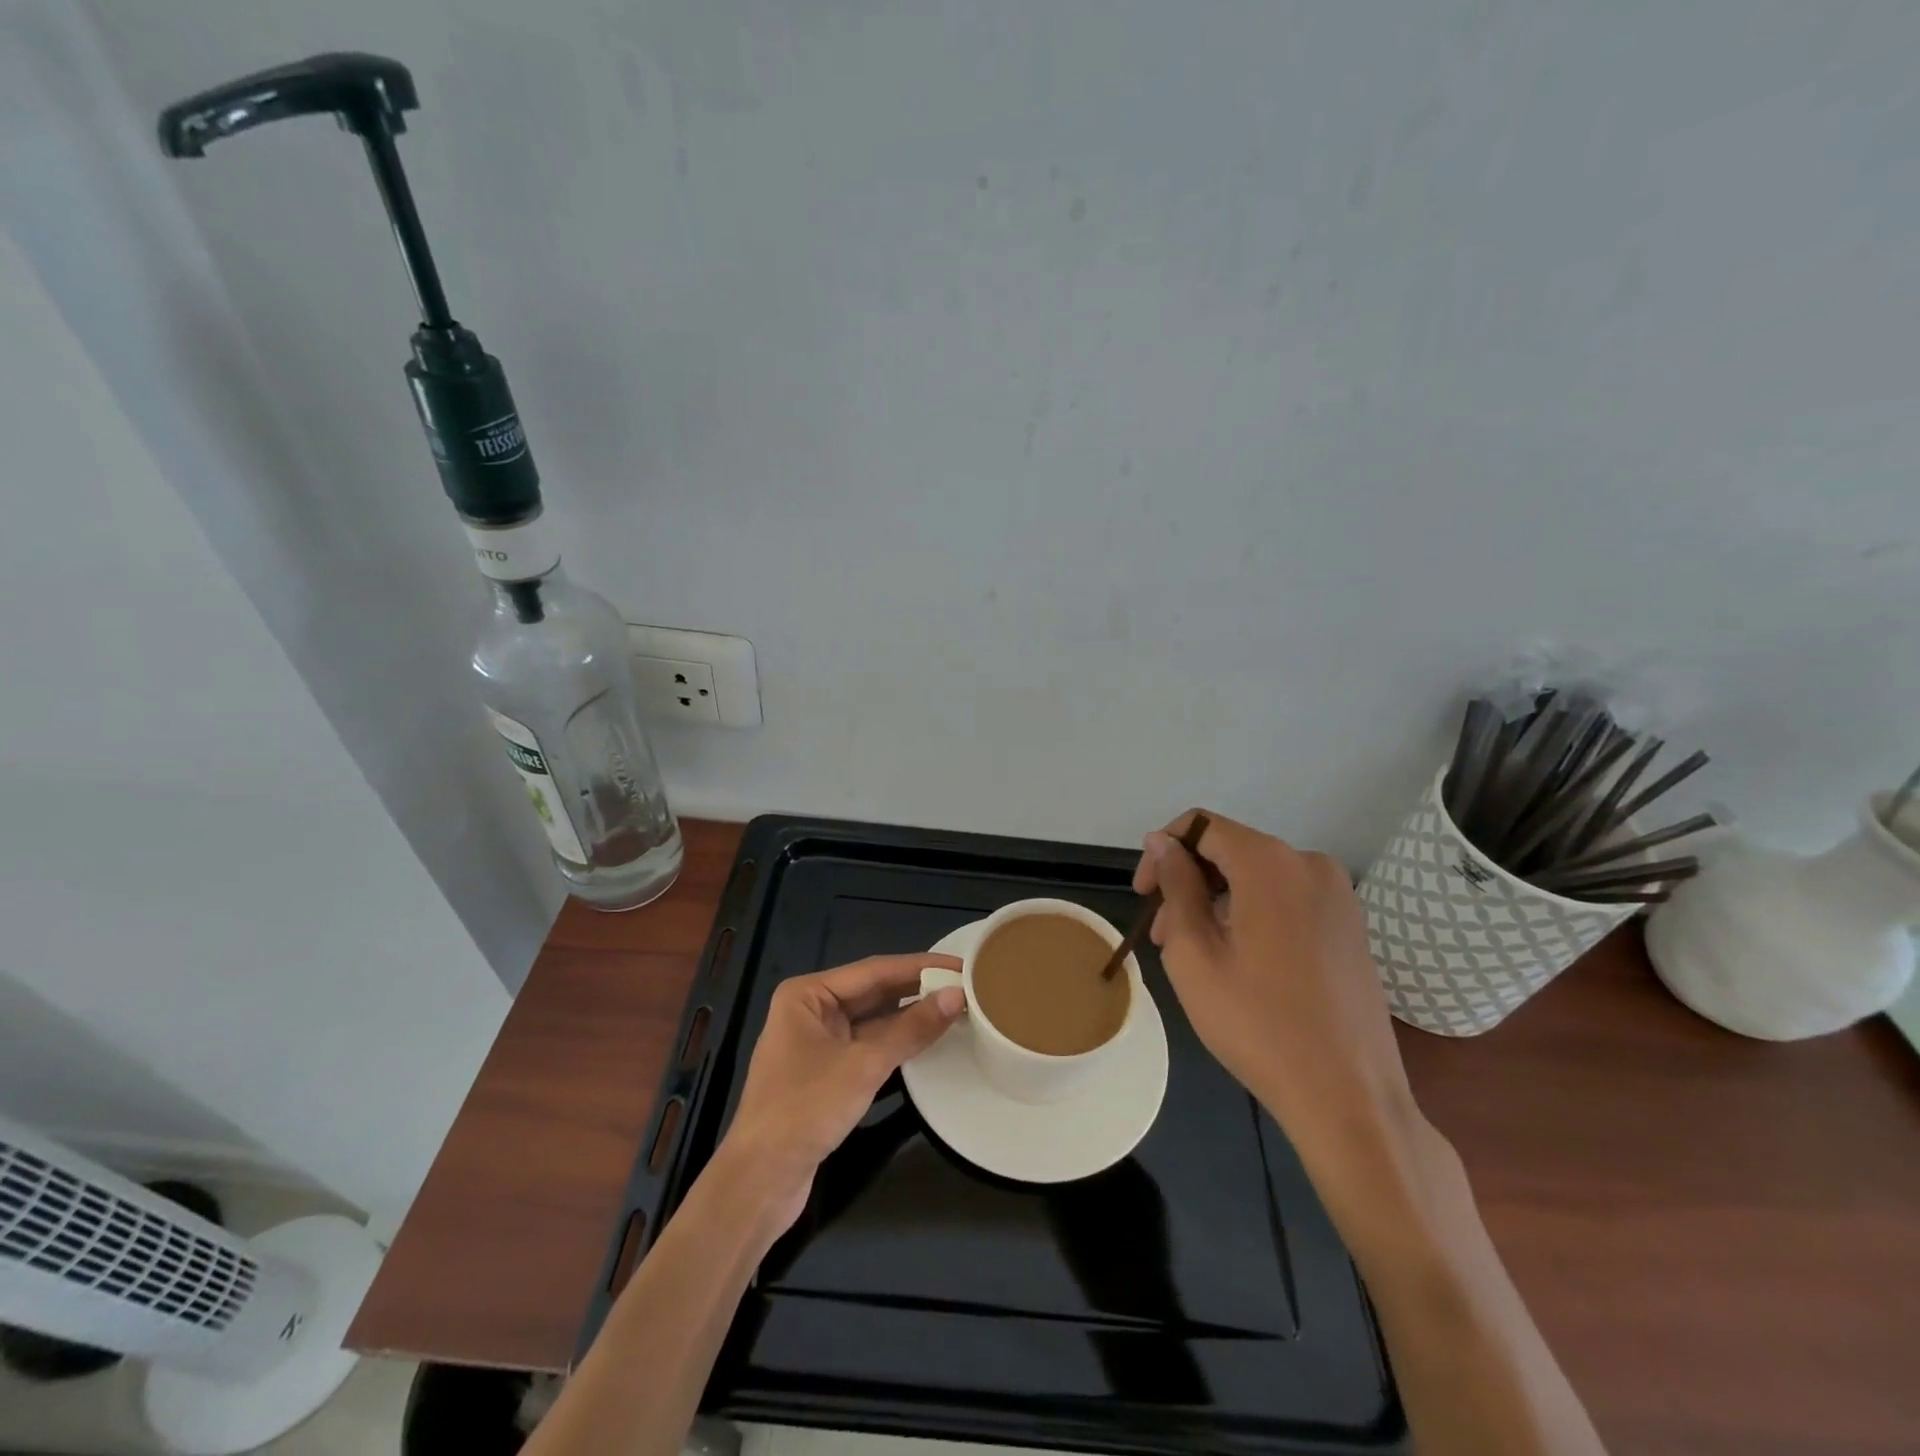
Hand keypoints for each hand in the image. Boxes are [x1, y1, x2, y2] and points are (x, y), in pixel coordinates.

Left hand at [718, 954, 965, 1233]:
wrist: (759, 1181)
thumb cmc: (805, 1109)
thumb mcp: (863, 1065)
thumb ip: (911, 1029)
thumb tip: (956, 996)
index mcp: (808, 994)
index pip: (874, 970)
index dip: (920, 966)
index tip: (959, 964)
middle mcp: (810, 1010)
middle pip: (873, 992)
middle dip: (916, 990)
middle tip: (964, 986)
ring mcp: (816, 1043)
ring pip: (872, 1021)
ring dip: (909, 1017)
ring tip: (954, 1009)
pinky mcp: (824, 1074)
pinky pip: (867, 1046)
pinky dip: (896, 1043)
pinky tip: (926, 1041)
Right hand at [1134, 810, 1416, 1165]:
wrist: (1349, 1097)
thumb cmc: (1257, 1023)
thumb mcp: (1194, 952)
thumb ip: (1176, 884)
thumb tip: (1163, 842)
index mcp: (1270, 862)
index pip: (1200, 826)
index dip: (1162, 852)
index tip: (1144, 895)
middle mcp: (1310, 864)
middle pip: (1231, 851)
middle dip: (1188, 883)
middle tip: (1163, 937)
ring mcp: (1338, 896)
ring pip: (1257, 878)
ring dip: (1217, 903)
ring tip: (1197, 956)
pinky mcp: (1351, 926)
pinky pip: (1287, 900)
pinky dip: (1253, 915)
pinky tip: (1241, 963)